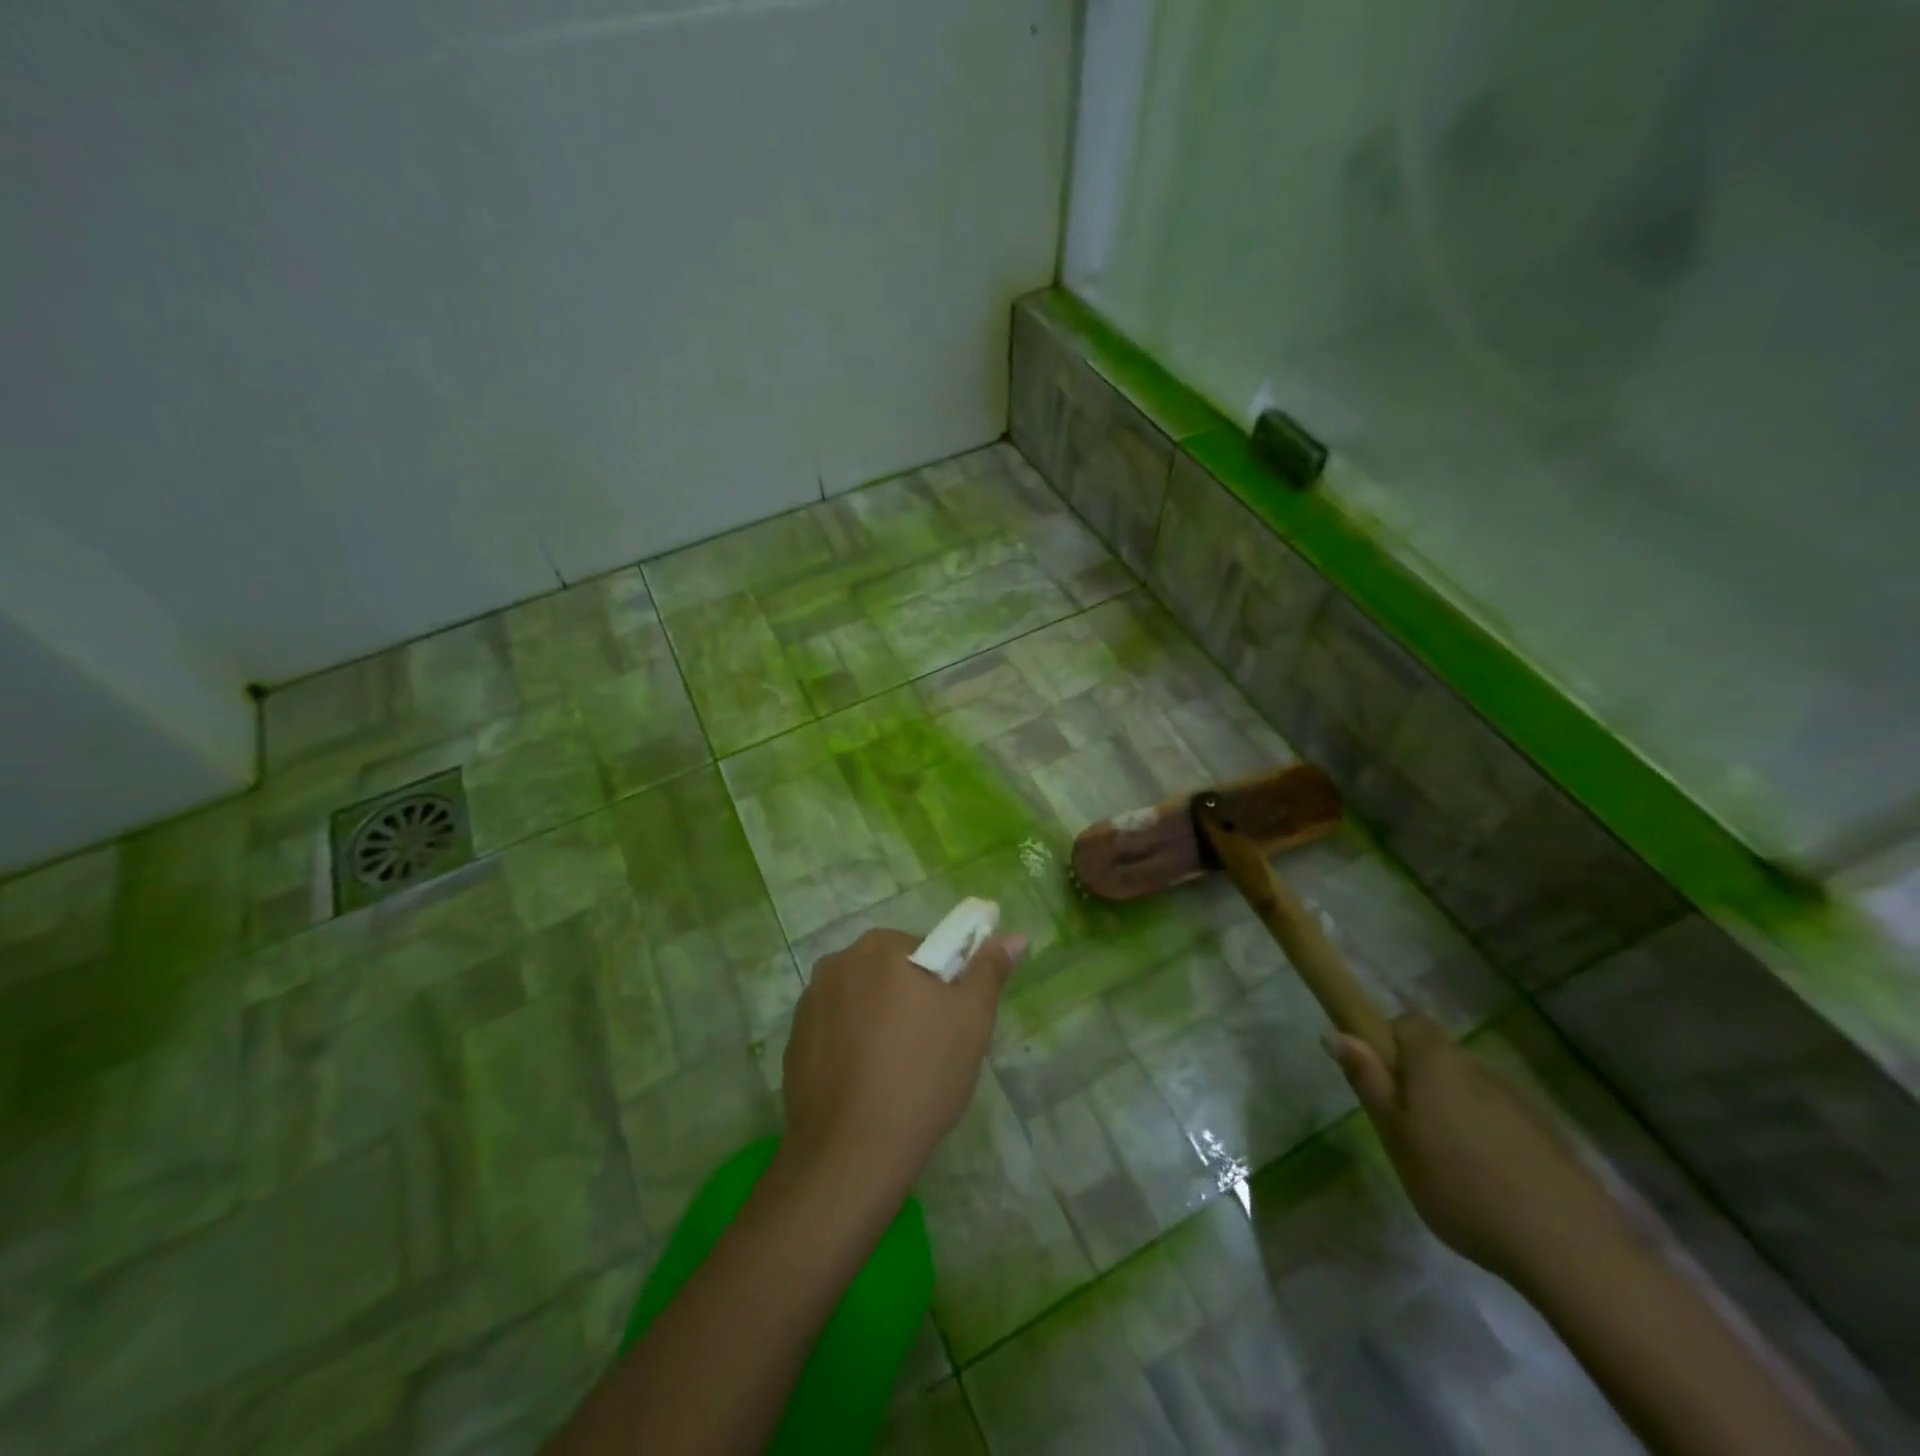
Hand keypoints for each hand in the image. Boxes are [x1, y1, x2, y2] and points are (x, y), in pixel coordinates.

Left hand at [781, 927, 1025, 1196]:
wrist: (849, 1152)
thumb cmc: (921, 1075)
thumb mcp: (972, 1020)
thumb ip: (989, 970)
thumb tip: (1014, 936)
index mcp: (881, 948)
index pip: (924, 947)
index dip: (944, 982)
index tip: (951, 1020)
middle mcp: (839, 963)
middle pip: (887, 970)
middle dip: (909, 997)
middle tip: (930, 1046)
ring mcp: (810, 1002)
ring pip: (860, 999)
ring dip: (877, 1018)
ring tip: (895, 1070)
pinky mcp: (793, 1040)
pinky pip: (834, 1028)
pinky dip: (850, 1044)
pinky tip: (864, 1083)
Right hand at [1327, 1012, 1633, 1287]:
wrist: (1570, 1249)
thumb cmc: (1460, 1185)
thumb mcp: (1396, 1137)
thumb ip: (1369, 1083)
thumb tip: (1339, 1034)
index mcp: (1436, 1062)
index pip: (1406, 1021)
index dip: (1388, 1040)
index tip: (1381, 1079)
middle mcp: (1478, 1068)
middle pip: (1438, 1055)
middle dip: (1419, 1080)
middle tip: (1408, 1130)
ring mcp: (1519, 1101)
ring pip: (1470, 1088)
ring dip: (1454, 1109)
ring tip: (1450, 1163)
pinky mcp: (1549, 1136)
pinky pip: (1501, 1119)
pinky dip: (1488, 1136)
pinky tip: (1490, 1182)